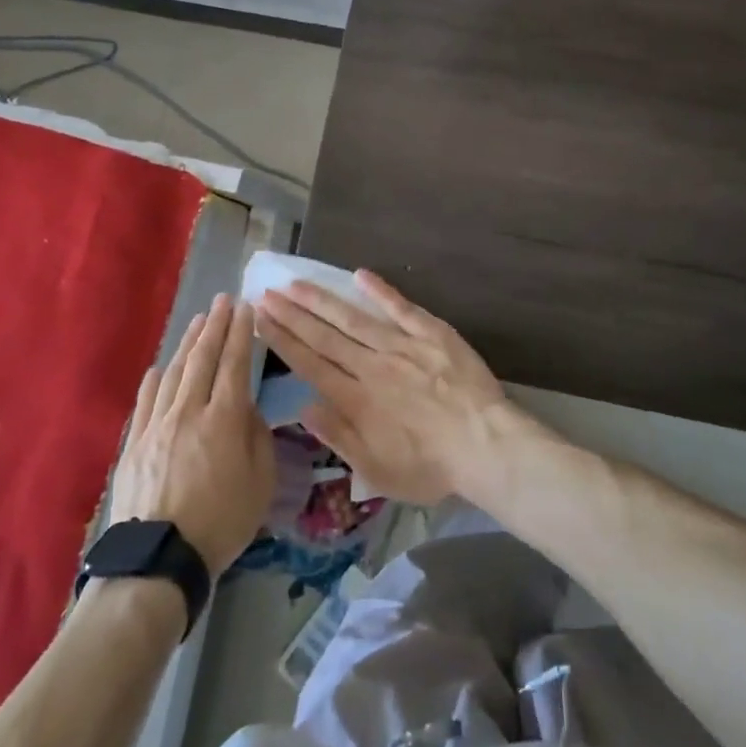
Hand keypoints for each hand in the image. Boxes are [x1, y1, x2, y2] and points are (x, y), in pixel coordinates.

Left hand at [108, 295, 274, 575]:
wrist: (157, 560)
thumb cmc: (221, 523)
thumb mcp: (261, 483)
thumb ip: (258, 438)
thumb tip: (247, 409)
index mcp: (225, 419)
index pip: (235, 364)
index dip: (241, 333)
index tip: (246, 308)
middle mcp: (189, 411)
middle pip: (203, 359)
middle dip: (215, 326)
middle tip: (223, 300)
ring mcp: (157, 425)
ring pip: (175, 373)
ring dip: (189, 344)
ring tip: (198, 322)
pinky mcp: (134, 444)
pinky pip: (146, 401)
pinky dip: (156, 380)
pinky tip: (161, 367)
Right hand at [256, 272, 511, 504]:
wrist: (486, 445)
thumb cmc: (431, 467)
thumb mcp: (376, 471)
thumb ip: (338, 437)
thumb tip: (303, 407)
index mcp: (356, 399)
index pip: (309, 364)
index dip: (282, 340)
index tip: (260, 320)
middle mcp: (371, 366)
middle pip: (324, 336)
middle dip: (292, 314)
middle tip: (266, 293)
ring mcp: (401, 346)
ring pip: (353, 317)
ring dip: (321, 300)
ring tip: (295, 283)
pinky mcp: (431, 333)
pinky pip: (401, 307)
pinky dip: (380, 290)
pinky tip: (359, 274)